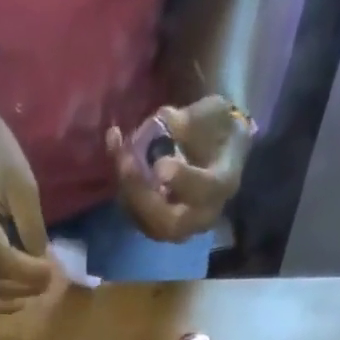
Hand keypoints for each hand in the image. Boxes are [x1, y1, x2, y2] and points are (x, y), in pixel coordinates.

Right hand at [0, 103, 55, 312]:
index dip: (29, 273)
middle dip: (20, 288)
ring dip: (2, 302)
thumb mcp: (24, 186)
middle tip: (45, 285)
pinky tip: (3, 300)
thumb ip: (32, 229)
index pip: (2, 261)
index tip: (51, 272)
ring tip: (26, 297)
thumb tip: (38, 263)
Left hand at [107, 96, 252, 243]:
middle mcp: (202, 215)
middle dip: (143, 196)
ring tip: (119, 154)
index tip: (160, 164)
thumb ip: (190, 121)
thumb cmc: (217, 128)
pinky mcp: (159, 227)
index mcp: (223, 184)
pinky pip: (137, 216)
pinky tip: (116, 152)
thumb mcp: (213, 112)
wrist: (216, 150)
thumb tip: (163, 122)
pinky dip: (123, 188)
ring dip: (128, 192)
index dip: (182, 180)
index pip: (205, 190)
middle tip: (126, 163)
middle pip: (169, 222)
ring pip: (148, 224)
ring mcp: (179, 227)